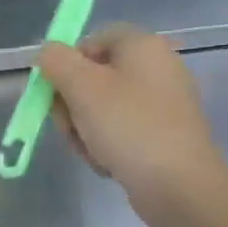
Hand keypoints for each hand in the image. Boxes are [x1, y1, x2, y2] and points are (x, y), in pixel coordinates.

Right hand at [37, 24, 227, 226]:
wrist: (180, 186)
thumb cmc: (129, 127)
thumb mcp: (82, 88)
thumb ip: (56, 61)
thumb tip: (47, 52)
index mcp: (142, 46)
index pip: (91, 40)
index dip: (67, 64)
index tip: (56, 93)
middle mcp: (156, 67)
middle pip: (93, 75)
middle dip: (72, 104)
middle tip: (70, 127)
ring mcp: (162, 102)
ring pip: (102, 107)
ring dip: (84, 129)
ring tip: (91, 151)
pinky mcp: (163, 132)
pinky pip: (121, 129)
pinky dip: (106, 144)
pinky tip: (107, 162)